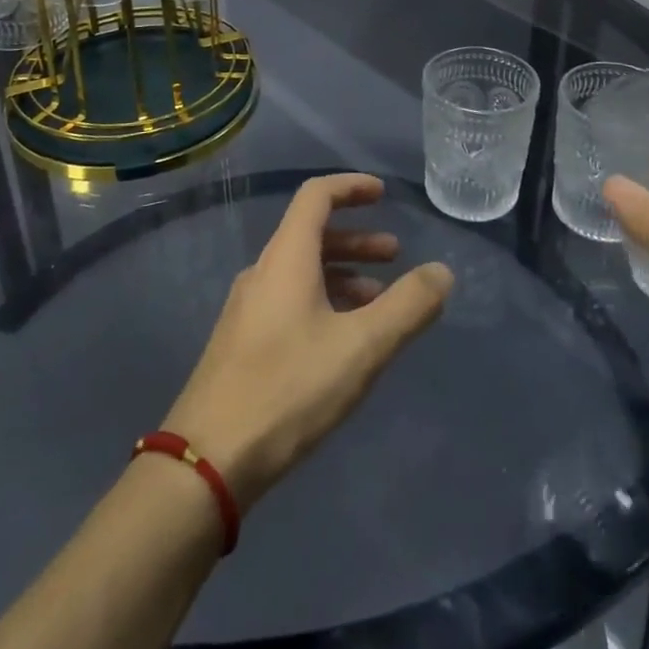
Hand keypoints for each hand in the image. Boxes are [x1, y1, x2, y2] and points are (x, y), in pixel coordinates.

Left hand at [160, 173, 453, 509]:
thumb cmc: (289, 390)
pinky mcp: (242, 343)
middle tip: (395, 255)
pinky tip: (342, 340)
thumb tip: (442, 272)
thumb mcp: (362, 347)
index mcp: (285, 258)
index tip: (382, 194)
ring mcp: (247, 309)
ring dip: (342, 274)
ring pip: (301, 271)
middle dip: (356, 239)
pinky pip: (289, 300)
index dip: (350, 186)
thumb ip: (407, 306)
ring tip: (378, 301)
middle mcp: (262, 272)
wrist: (206, 462)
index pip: (316, 196)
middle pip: (311, 234)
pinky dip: (323, 301)